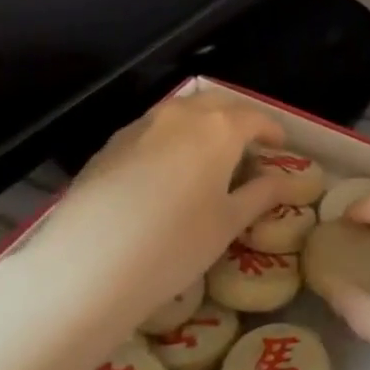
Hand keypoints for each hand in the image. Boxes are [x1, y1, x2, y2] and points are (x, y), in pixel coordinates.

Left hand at [21, 92, 298, 340]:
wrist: (86, 265)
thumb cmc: (175, 244)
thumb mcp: (229, 224)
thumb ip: (260, 195)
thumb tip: (283, 181)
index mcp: (219, 128)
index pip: (254, 118)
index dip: (272, 130)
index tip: (280, 146)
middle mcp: (181, 116)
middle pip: (217, 104)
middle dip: (237, 119)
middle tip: (247, 146)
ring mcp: (140, 127)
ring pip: (181, 113)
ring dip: (201, 126)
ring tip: (207, 157)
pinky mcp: (109, 146)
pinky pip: (151, 131)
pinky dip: (169, 140)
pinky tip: (165, 173)